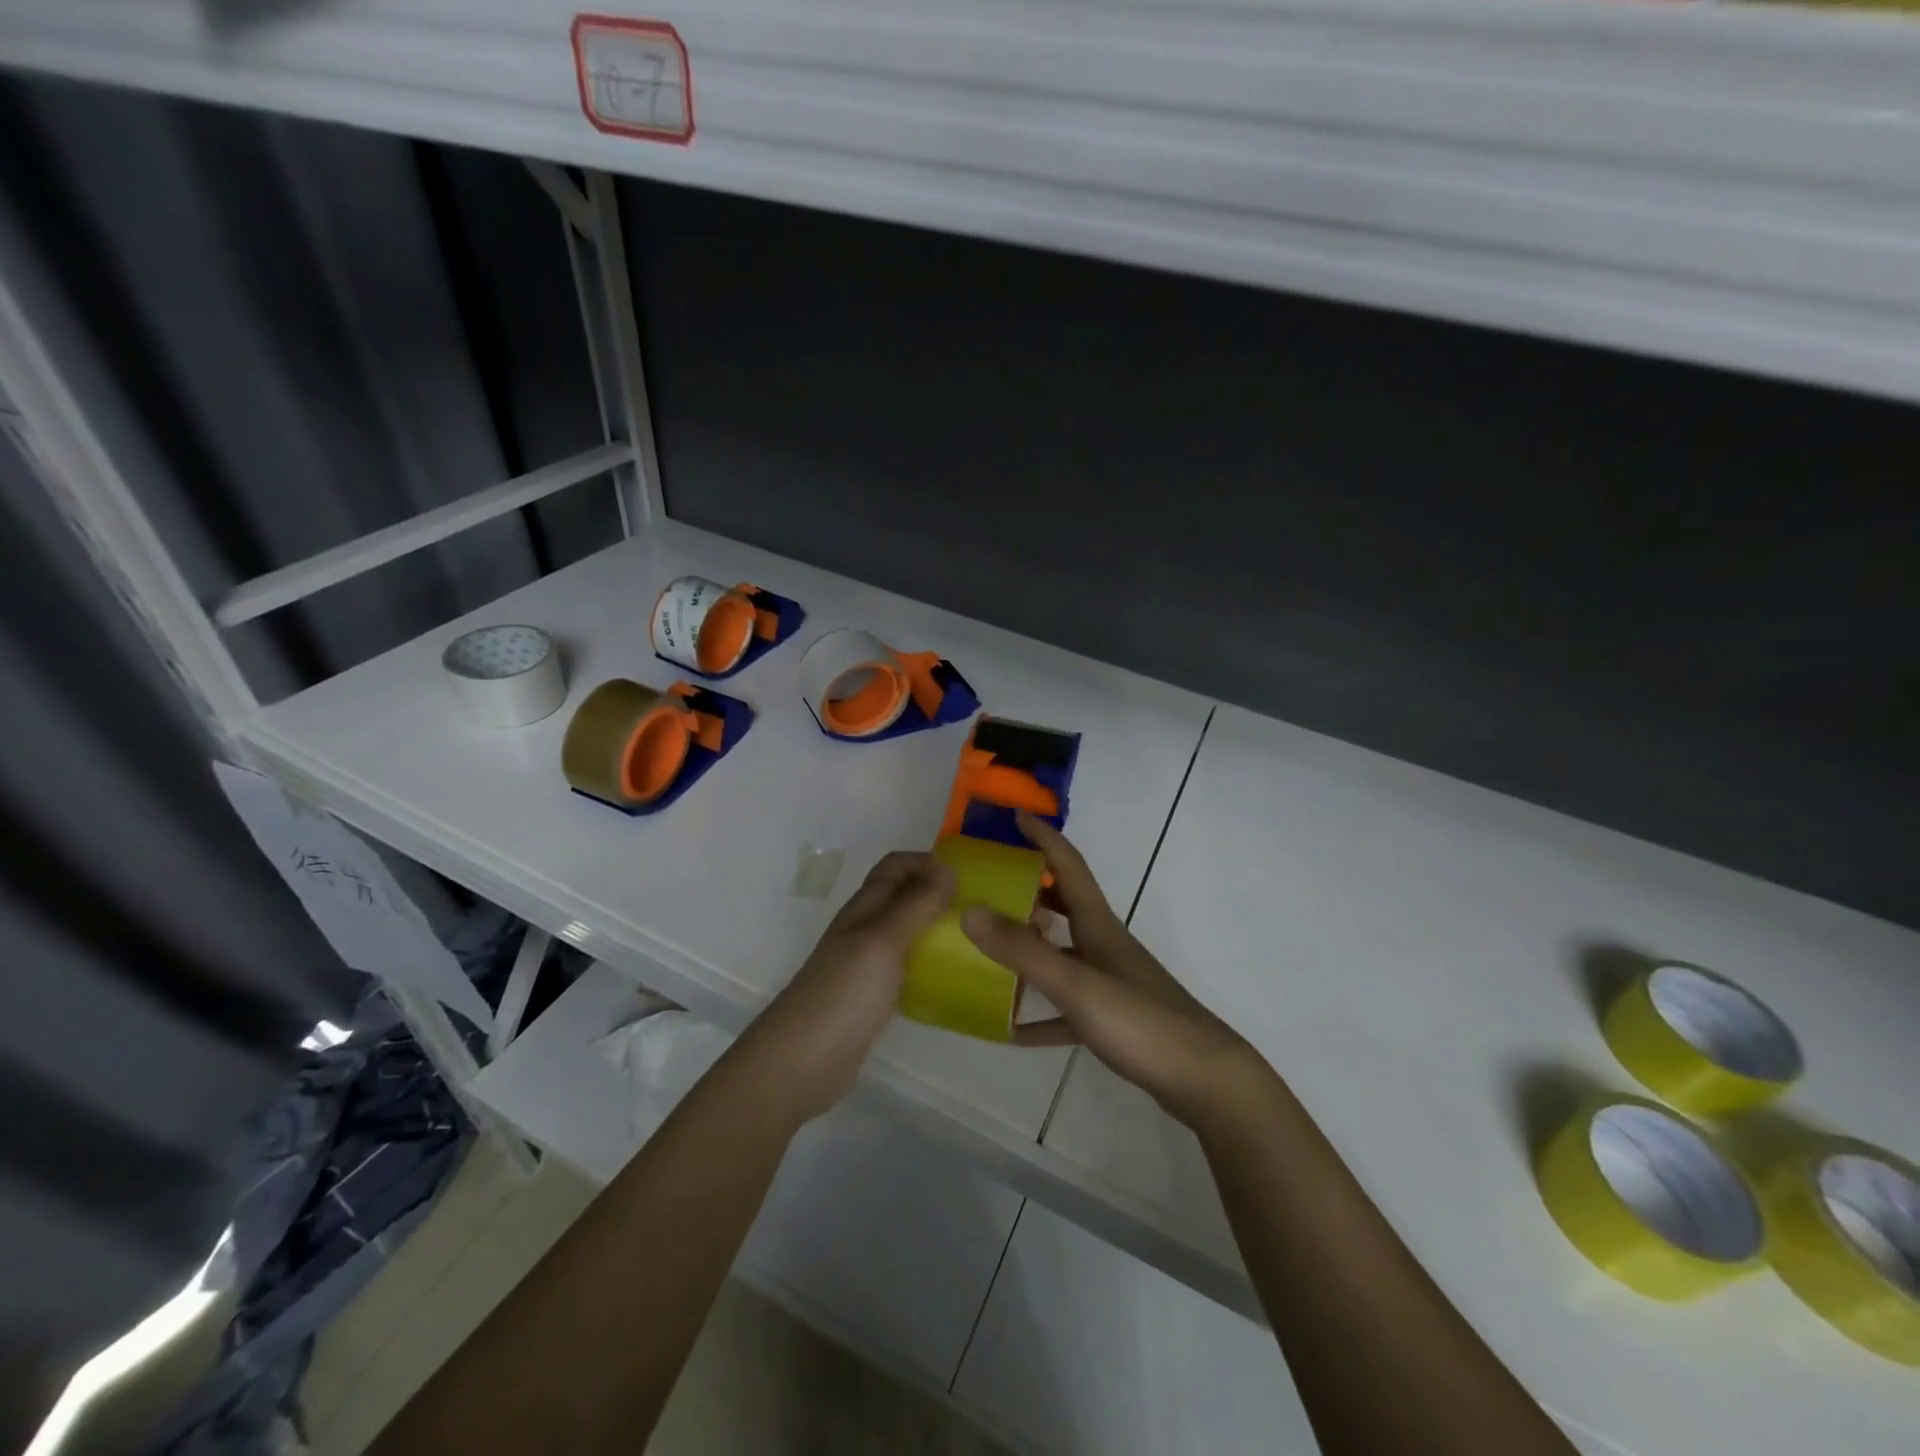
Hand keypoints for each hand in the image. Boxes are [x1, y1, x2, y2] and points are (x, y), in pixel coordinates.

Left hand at [748, 850, 954, 1122]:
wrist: (800, 1063)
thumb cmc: (843, 993)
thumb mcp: (882, 941)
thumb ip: (914, 905)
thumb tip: (947, 869)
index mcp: (864, 908)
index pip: (895, 866)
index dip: (926, 863)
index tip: (965, 879)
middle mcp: (864, 930)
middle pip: (902, 897)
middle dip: (937, 894)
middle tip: (979, 910)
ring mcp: (866, 965)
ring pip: (906, 932)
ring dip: (936, 929)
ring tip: (975, 942)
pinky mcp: (872, 998)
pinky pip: (906, 968)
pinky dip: (930, 965)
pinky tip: (953, 981)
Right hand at [961, 813, 1267, 1129]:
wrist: (1204, 1079)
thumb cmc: (1141, 1021)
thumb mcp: (1076, 985)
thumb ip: (1023, 951)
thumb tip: (969, 910)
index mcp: (1097, 925)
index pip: (1068, 864)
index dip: (1043, 837)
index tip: (1015, 815)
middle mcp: (1102, 945)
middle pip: (1062, 904)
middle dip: (1028, 887)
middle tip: (988, 883)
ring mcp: (1108, 982)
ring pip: (1060, 953)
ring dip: (1028, 947)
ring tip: (986, 947)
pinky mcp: (1111, 1019)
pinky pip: (1064, 1007)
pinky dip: (1038, 1013)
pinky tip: (1009, 1028)